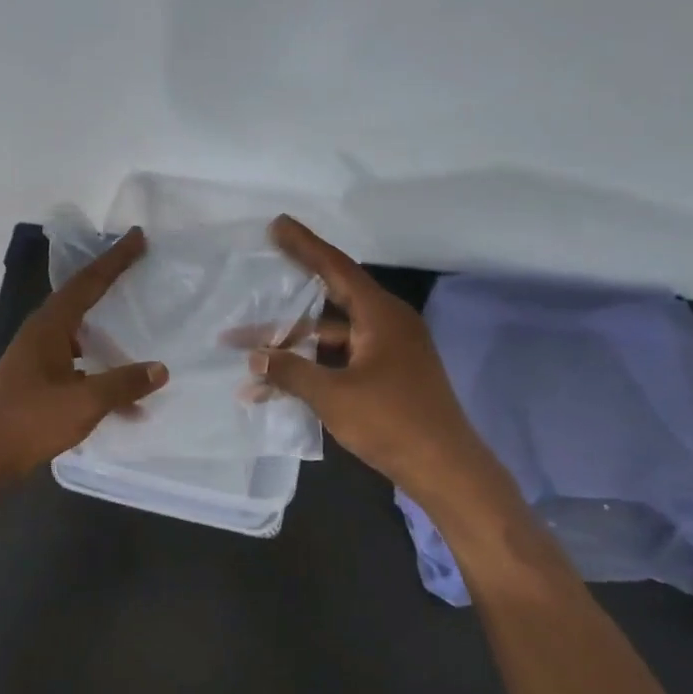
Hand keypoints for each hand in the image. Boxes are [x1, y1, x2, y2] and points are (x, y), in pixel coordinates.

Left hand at [0, 227, 168, 487]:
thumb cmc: (27, 421)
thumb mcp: (82, 402)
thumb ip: (122, 384)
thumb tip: (160, 369)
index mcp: (49, 327)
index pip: (87, 282)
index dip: (114, 260)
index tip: (137, 237)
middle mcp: (41, 335)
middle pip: (81, 300)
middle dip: (110, 285)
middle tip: (139, 271)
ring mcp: (37, 360)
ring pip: (79, 335)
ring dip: (107, 332)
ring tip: (138, 331)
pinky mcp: (37, 384)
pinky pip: (77, 365)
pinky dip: (100, 372)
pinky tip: (123, 399)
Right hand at [251, 216, 507, 502]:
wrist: (445, 469)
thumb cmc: (391, 422)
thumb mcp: (333, 395)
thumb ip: (291, 372)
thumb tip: (256, 359)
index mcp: (381, 316)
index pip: (336, 268)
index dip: (305, 245)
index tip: (278, 225)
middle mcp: (386, 325)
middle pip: (331, 299)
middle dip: (289, 297)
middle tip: (258, 276)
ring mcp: (388, 351)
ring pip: (331, 336)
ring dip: (293, 344)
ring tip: (247, 350)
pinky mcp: (386, 376)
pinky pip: (340, 359)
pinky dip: (311, 367)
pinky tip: (277, 386)